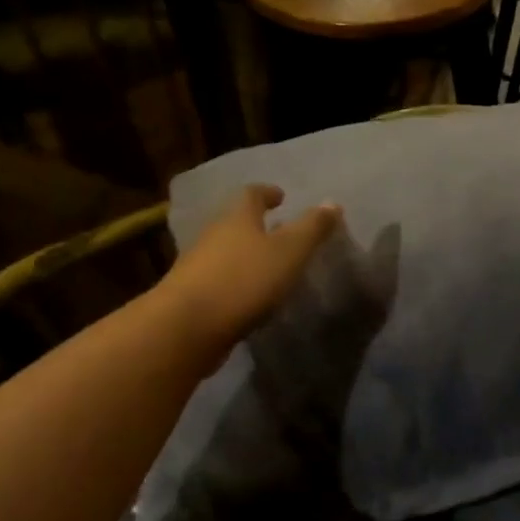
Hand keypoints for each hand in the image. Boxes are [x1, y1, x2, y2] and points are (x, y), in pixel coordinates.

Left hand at [158, 186, 341, 365]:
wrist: (187, 327)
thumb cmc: (244, 280)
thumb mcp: (289, 252)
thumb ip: (312, 228)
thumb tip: (332, 203)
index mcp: (237, 218)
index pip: (251, 195)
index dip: (267, 193)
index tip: (280, 196)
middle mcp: (213, 236)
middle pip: (235, 222)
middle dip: (256, 224)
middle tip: (279, 230)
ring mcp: (198, 266)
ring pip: (226, 252)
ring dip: (246, 254)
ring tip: (269, 265)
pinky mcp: (192, 296)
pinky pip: (219, 280)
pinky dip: (237, 281)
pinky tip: (251, 297)